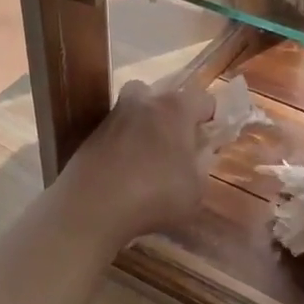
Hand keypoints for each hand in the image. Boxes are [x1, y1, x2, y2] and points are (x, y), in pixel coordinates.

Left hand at [55, 78, 214, 246]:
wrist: (91, 207)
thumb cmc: (155, 195)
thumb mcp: (195, 190)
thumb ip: (202, 166)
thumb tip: (200, 153)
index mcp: (174, 108)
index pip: (203, 99)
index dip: (211, 117)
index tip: (211, 138)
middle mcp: (142, 102)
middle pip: (163, 97)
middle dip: (173, 116)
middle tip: (178, 144)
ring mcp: (112, 116)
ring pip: (135, 110)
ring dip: (145, 126)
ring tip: (149, 157)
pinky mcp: (91, 134)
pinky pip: (116, 132)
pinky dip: (123, 144)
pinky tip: (126, 171)